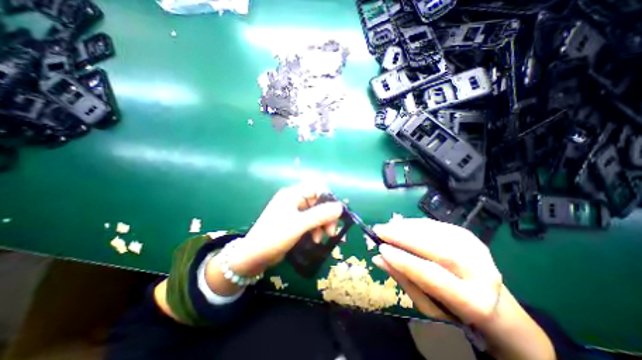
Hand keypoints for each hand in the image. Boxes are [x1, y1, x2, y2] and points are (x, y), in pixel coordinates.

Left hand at [229, 183, 342, 275]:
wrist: (253, 256)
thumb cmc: (274, 236)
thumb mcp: (299, 225)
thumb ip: (320, 215)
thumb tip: (340, 207)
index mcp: (293, 194)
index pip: (317, 187)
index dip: (328, 198)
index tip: (335, 214)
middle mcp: (294, 200)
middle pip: (318, 201)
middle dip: (327, 216)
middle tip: (331, 231)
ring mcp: (294, 211)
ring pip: (316, 213)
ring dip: (322, 224)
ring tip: (321, 238)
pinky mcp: (294, 222)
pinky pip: (310, 221)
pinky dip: (316, 229)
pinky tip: (315, 240)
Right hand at [371, 218, 500, 326]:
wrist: (488, 296)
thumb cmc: (452, 307)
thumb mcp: (427, 305)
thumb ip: (404, 280)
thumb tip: (378, 259)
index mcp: (472, 301)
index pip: (432, 276)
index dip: (404, 260)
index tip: (381, 249)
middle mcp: (481, 272)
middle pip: (437, 249)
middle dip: (403, 237)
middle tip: (379, 230)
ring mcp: (476, 248)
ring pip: (434, 233)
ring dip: (405, 227)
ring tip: (386, 227)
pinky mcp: (467, 234)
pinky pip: (435, 225)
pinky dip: (413, 224)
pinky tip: (400, 225)